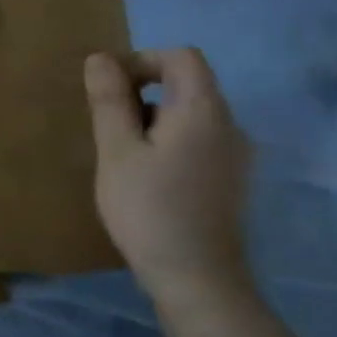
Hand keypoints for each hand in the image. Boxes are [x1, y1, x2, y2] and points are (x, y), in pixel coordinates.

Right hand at [85, 48, 251, 303]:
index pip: (181, 57)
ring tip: (120, 155)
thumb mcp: (117, 151)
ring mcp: (235, 156)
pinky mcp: (230, 181)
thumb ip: (109, 101)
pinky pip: (197, 142)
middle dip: (142, 93)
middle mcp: (230, 125)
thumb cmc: (149, 209)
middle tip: (105, 125)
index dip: (141, 60)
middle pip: (188, 84)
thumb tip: (100, 58)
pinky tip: (145, 178)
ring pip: (190, 116)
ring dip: (152, 120)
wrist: (197, 279)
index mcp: (203, 110)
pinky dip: (168, 143)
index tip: (108, 89)